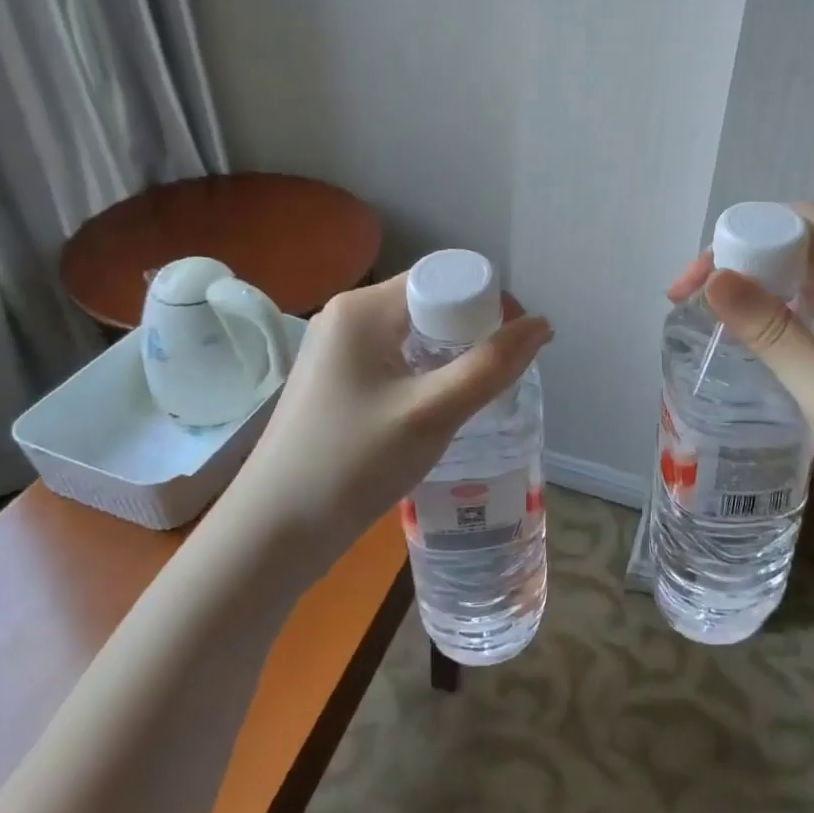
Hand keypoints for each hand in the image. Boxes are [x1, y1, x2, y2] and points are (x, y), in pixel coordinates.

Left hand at [214, 273, 552, 575]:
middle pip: (430, 304)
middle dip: (473, 333)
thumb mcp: (431, 414)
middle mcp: (348, 317)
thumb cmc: (351, 464)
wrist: (272, 534)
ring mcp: (338, 350)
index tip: (516, 345)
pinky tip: (440, 410)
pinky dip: (428, 375)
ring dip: (453, 357)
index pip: (443, 278)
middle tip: (499, 377)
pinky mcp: (337, 381)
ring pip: (416, 335)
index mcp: (363, 308)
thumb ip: (491, 367)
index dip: (488, 302)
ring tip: (477, 396)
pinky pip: (397, 360)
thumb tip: (542, 324)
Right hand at [666, 202, 813, 546]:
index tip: (702, 277)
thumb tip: (714, 277)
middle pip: (801, 249)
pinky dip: (783, 320)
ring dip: (760, 292)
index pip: (804, 221)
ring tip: (714, 324)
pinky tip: (762, 352)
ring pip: (810, 285)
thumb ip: (772, 332)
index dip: (747, 231)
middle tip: (692, 303)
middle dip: (742, 262)